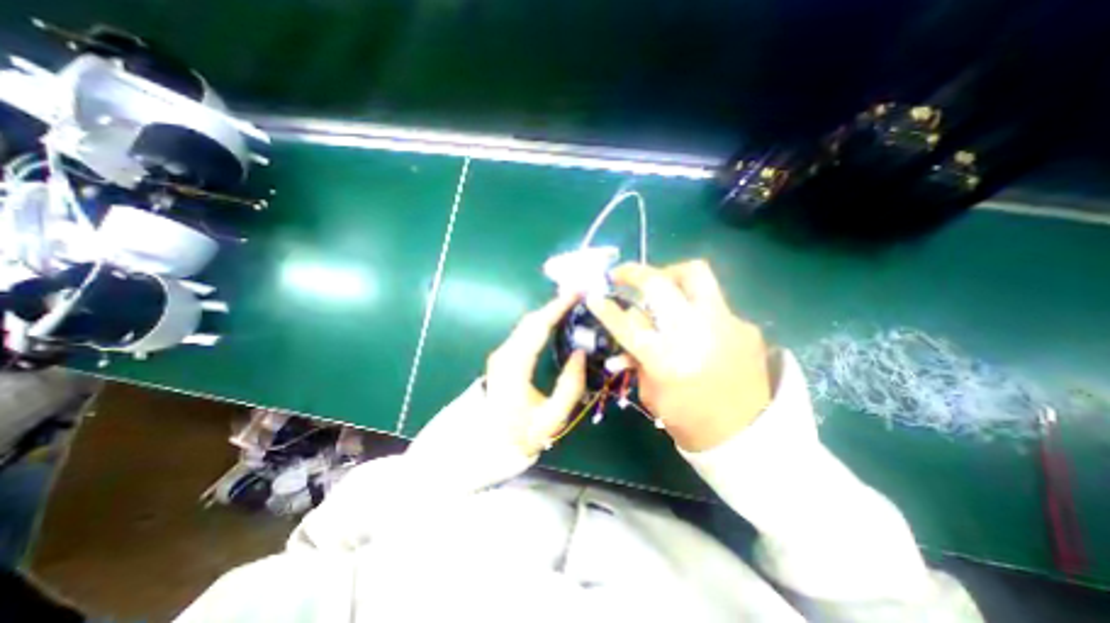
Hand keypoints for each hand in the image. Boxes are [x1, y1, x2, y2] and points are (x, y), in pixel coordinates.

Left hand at [487, 294, 588, 453]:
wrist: (487, 445)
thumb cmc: (521, 434)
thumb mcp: (553, 417)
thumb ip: (571, 385)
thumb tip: (580, 353)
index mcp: (515, 367)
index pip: (538, 328)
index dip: (557, 308)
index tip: (576, 293)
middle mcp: (505, 354)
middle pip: (531, 321)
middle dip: (555, 305)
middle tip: (578, 296)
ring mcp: (501, 354)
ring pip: (527, 324)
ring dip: (548, 312)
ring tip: (571, 304)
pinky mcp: (503, 357)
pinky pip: (525, 332)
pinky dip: (541, 322)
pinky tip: (555, 321)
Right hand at [590, 260, 774, 450]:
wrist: (749, 437)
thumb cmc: (689, 420)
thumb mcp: (651, 392)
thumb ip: (637, 357)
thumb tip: (626, 330)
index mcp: (666, 359)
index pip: (627, 323)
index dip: (606, 307)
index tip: (593, 295)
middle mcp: (695, 333)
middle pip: (659, 283)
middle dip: (634, 272)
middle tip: (622, 274)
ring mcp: (725, 323)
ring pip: (695, 273)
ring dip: (669, 274)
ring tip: (660, 285)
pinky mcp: (745, 324)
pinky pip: (713, 301)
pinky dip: (694, 305)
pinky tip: (695, 323)